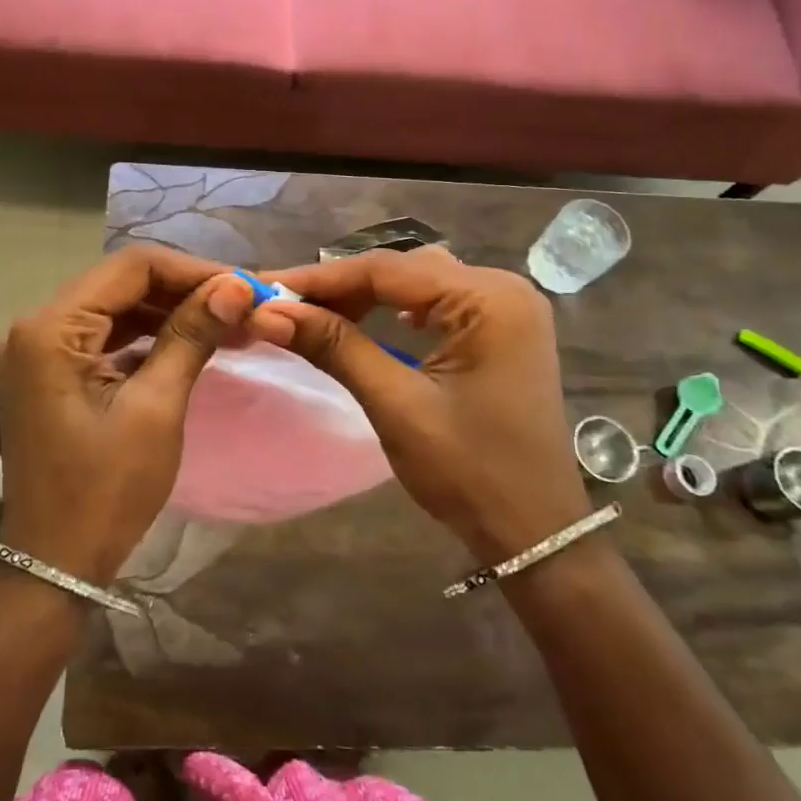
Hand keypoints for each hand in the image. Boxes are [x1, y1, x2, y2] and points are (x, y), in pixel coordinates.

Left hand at [0, 246, 274, 583]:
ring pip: (115, 309)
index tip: (243, 286)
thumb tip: (235, 286)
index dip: (192, 271)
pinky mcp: (49, 373)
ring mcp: (38, 351)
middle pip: (121, 284)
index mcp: (50, 329)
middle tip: (243, 306)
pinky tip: (190, 342)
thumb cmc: (106, 491)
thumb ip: (191, 337)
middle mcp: (35, 327)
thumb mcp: (155, 408)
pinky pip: (104, 338)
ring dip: (169, 314)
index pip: (130, 268)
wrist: (55, 565)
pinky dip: (146, 338)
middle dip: (184, 291)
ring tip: (228, 323)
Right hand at [257, 246, 589, 560]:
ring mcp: (507, 309)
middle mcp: (504, 288)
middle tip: (283, 304)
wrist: (535, 532)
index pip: (388, 269)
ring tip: (314, 313)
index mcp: (489, 299)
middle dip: (342, 287)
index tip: (265, 287)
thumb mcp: (396, 405)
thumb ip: (336, 348)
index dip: (321, 279)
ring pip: (418, 283)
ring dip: (366, 296)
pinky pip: (437, 303)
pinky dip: (395, 310)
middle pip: (404, 270)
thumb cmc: (470, 472)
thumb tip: (268, 313)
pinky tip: (369, 322)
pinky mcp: (501, 331)